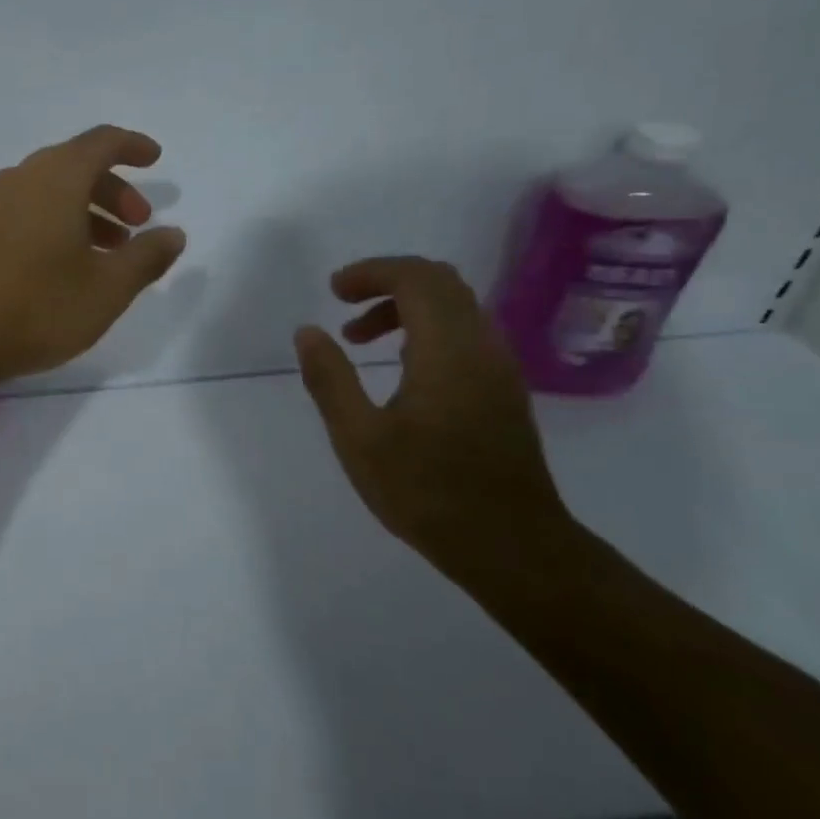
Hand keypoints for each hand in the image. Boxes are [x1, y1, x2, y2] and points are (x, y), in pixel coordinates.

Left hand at [0, 126, 187, 389]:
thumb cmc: (38, 307)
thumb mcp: (107, 288)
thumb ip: (146, 257)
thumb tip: (173, 234)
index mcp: (56, 178)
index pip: (101, 142)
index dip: (132, 146)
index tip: (155, 159)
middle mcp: (21, 178)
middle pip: (76, 165)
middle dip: (113, 190)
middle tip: (139, 225)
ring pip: (50, 190)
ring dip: (86, 210)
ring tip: (111, 252)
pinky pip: (27, 210)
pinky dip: (57, 222)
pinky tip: (68, 264)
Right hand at [293, 256, 571, 568]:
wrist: (511, 545)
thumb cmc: (427, 491)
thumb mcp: (359, 438)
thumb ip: (330, 379)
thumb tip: (308, 332)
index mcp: (447, 351)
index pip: (416, 278)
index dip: (371, 272)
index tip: (333, 291)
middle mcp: (481, 346)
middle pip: (440, 282)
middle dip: (387, 282)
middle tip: (344, 306)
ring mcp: (499, 368)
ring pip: (456, 306)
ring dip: (406, 307)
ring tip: (360, 340)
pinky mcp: (504, 390)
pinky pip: (465, 333)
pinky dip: (426, 329)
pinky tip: (399, 368)